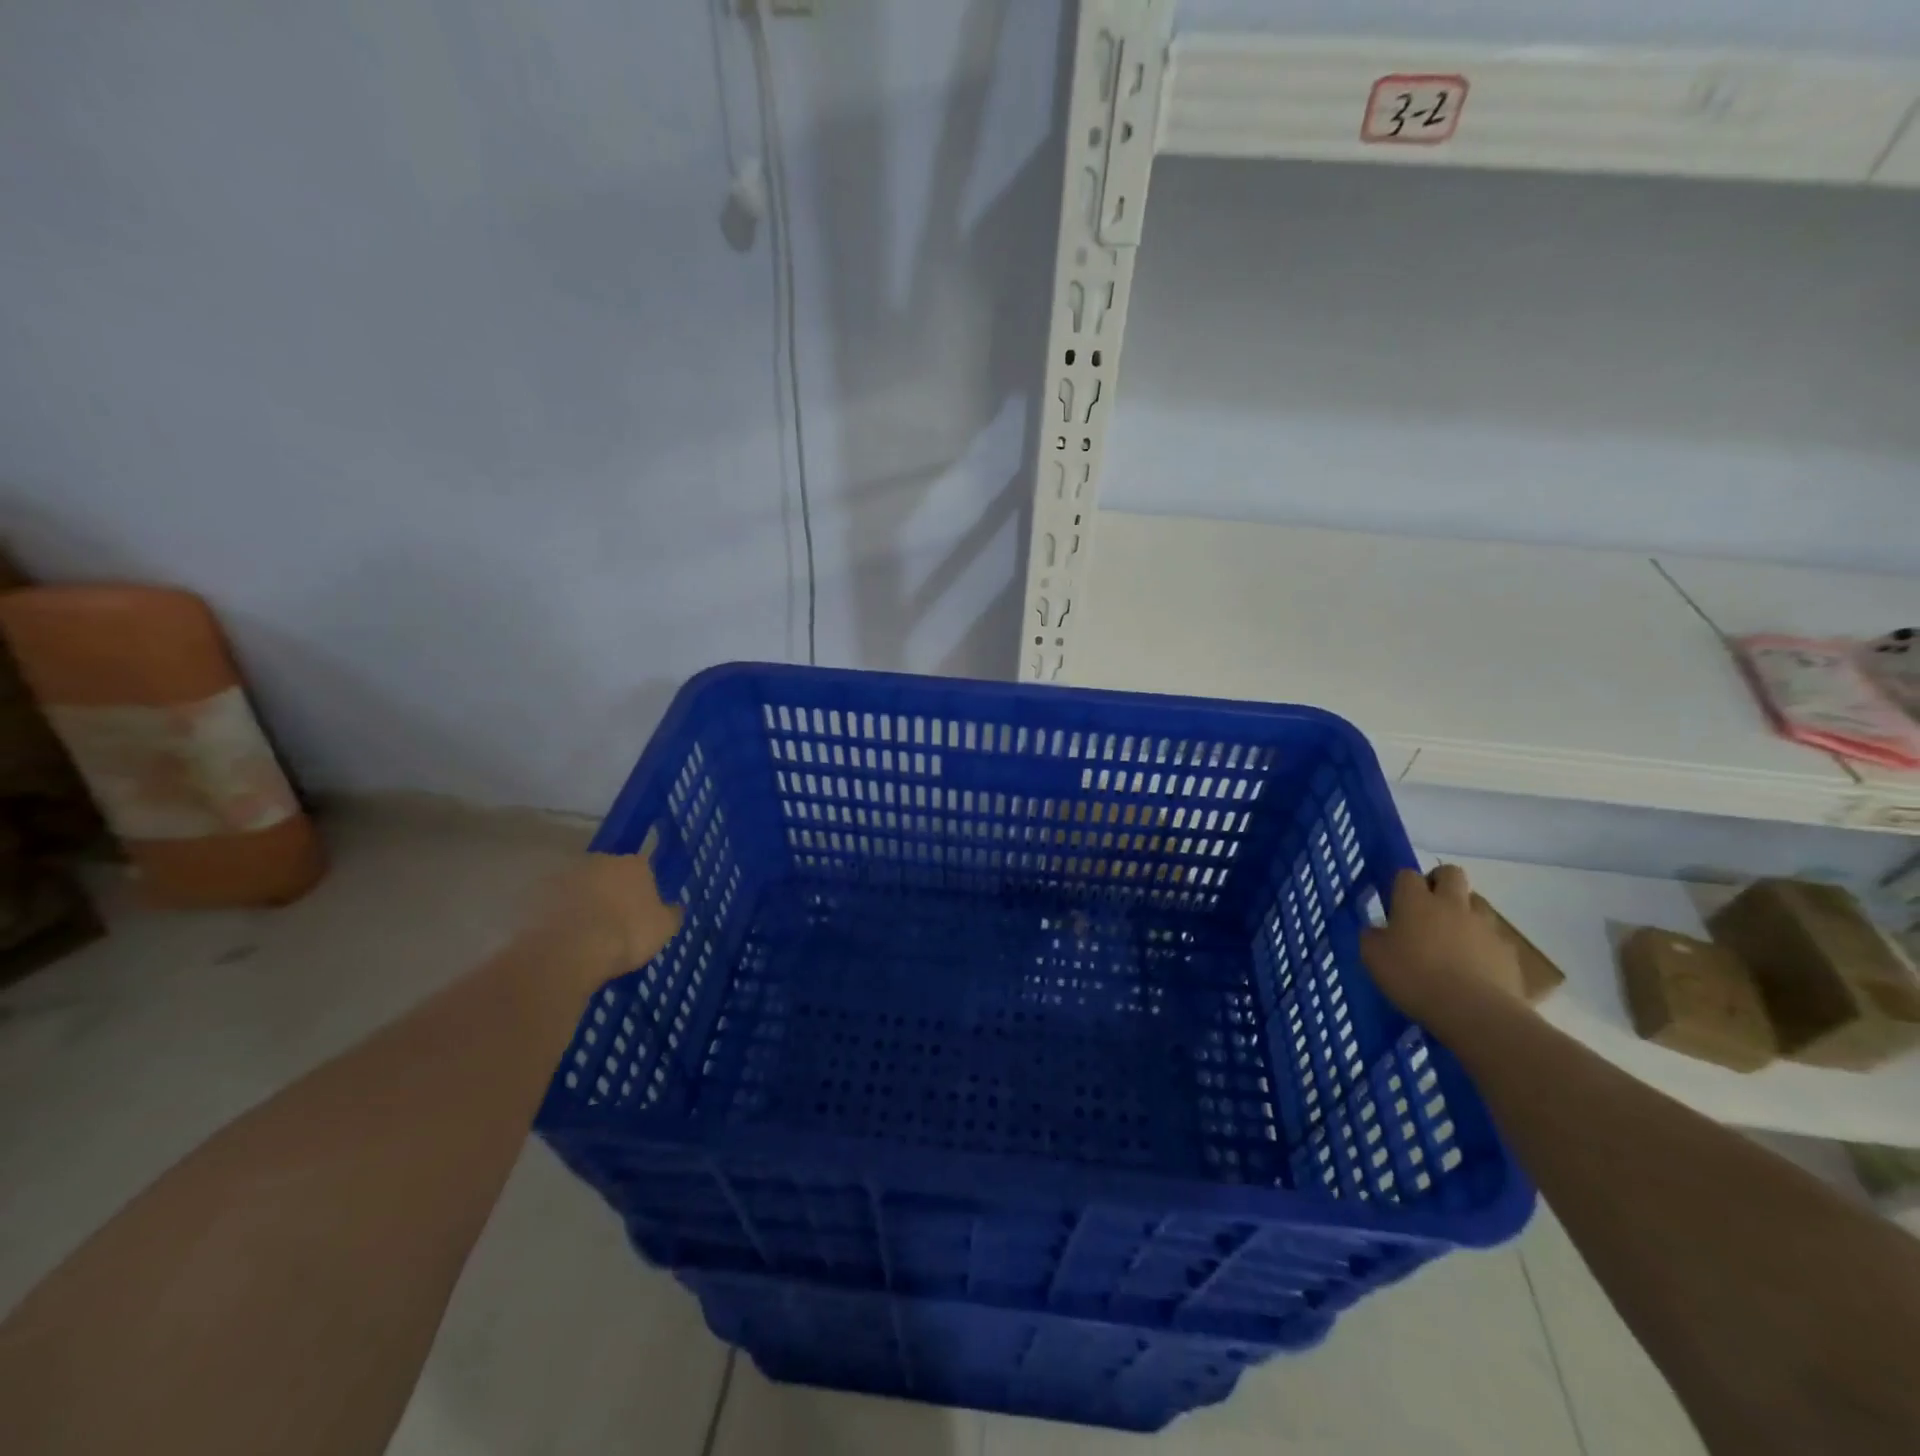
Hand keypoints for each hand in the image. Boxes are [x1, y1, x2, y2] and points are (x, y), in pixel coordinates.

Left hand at [516, 852, 683, 994]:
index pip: (642, 869)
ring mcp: (565, 875)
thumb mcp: (663, 929)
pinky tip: (558, 938)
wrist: (568, 951)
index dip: (641, 890)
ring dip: (581, 902)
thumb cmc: (625, 935)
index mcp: (634, 865)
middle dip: (609, 892)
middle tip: (610, 922)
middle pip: (607, 873)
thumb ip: (670, 914)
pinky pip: (551, 904)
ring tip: (581, 934)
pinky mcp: (535, 893)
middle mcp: (600, 860)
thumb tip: (673, 907)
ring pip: (578, 886)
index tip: (639, 912)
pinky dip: (555, 916)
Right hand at [1360, 865, 1525, 1025]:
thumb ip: (1372, 937)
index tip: (1397, 903)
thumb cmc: (1414, 978)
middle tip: (1429, 906)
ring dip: (1465, 911)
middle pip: (1451, 873)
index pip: (1407, 874)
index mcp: (1415, 901)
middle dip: (1440, 882)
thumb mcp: (1373, 958)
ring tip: (1453, 937)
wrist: (1475, 1011)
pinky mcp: (1507, 950)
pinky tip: (1475, 966)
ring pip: (1477, 902)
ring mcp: (1484, 925)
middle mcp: (1452, 904)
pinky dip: (1483, 943)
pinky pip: (1494, 936)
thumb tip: (1377, 930)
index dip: (1402, 885)